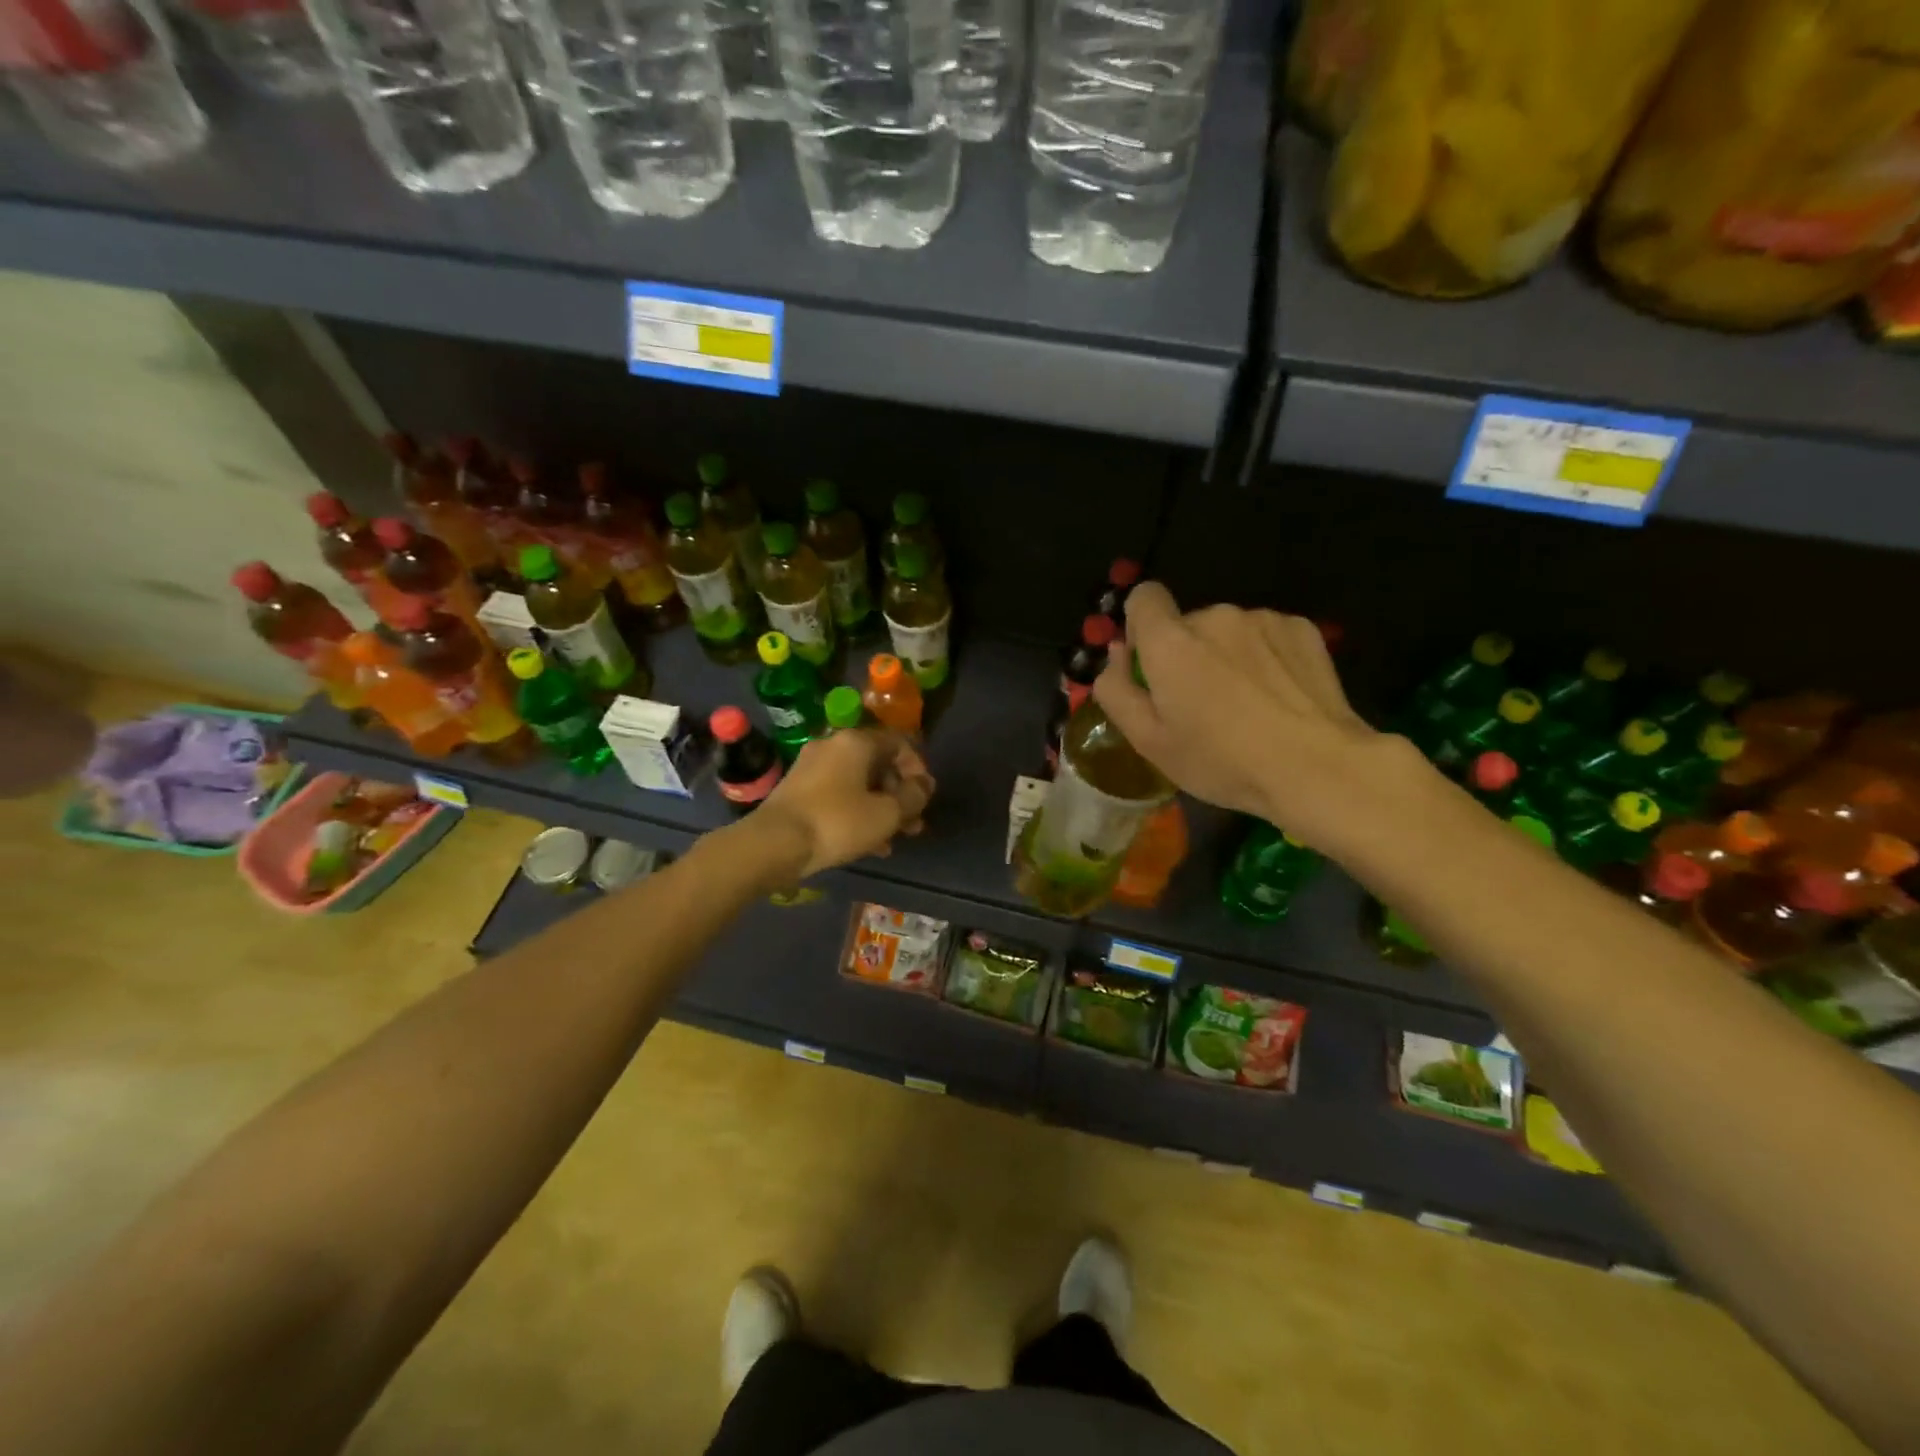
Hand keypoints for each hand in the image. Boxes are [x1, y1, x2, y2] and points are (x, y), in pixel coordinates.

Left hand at [753, 728, 934, 878]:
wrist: (774, 844)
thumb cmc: (837, 822)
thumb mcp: (887, 813)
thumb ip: (913, 797)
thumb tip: (924, 786)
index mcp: (856, 741)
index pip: (899, 743)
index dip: (918, 769)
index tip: (925, 797)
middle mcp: (833, 745)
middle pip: (878, 764)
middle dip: (900, 794)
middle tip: (913, 823)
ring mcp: (812, 768)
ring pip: (859, 783)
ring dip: (881, 807)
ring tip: (895, 839)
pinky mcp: (798, 791)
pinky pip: (839, 796)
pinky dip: (858, 813)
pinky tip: (869, 844)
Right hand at [1091, 582, 1396, 848]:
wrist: (1317, 767)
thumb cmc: (1222, 761)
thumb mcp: (1149, 741)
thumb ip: (1116, 691)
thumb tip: (1117, 653)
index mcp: (1170, 641)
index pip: (1143, 597)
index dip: (1141, 627)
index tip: (1152, 667)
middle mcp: (1214, 616)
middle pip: (1186, 624)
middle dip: (1186, 654)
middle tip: (1203, 707)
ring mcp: (1262, 619)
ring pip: (1227, 632)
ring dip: (1226, 656)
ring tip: (1247, 706)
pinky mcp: (1301, 628)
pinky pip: (1265, 636)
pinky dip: (1263, 658)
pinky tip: (1278, 697)